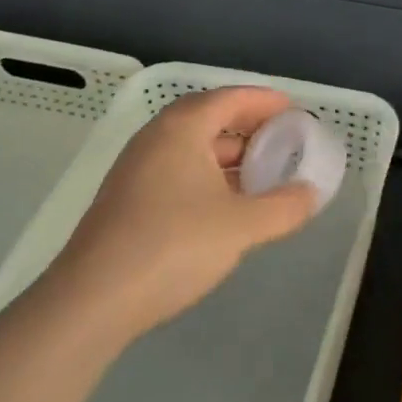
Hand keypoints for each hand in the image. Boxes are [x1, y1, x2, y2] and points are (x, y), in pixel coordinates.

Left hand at [42, 86, 317, 344]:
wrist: (89, 303)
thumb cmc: (172, 246)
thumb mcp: (241, 227)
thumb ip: (284, 207)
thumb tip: (311, 194)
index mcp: (183, 128)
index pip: (231, 98)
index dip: (264, 101)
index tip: (292, 110)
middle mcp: (156, 137)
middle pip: (208, 116)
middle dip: (246, 126)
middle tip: (279, 140)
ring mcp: (135, 169)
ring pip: (190, 146)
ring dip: (225, 153)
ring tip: (257, 174)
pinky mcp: (124, 200)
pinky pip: (175, 169)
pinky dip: (205, 174)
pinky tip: (221, 204)